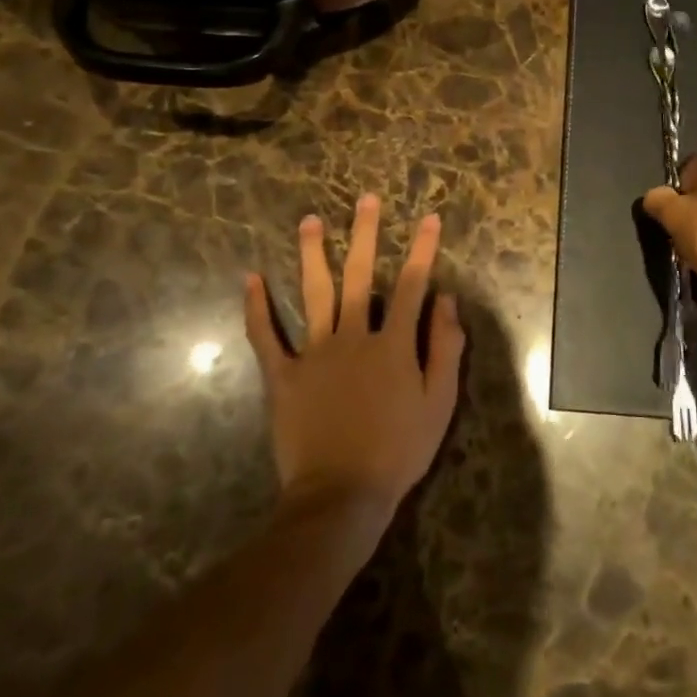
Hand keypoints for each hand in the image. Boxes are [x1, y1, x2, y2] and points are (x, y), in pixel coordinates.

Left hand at [243, 195, 465, 528]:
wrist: (341, 496)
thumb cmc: (398, 451)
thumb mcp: (438, 403)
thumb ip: (444, 348)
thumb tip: (446, 300)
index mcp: (392, 344)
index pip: (412, 286)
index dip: (423, 250)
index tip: (430, 218)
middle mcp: (353, 336)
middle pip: (360, 276)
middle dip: (365, 235)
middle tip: (365, 200)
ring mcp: (313, 354)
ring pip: (313, 293)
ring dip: (312, 254)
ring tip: (310, 220)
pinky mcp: (282, 376)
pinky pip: (266, 337)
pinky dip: (256, 308)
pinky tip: (251, 278)